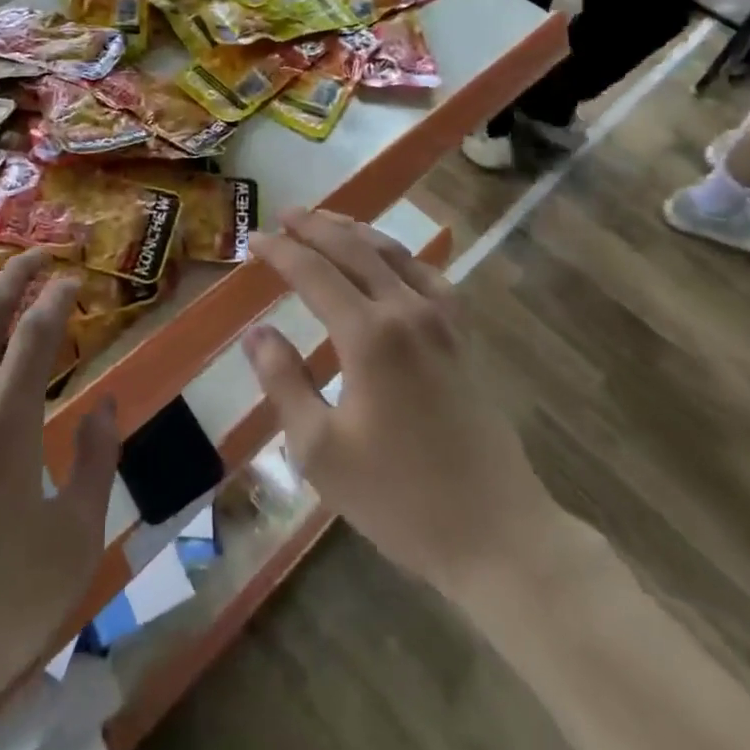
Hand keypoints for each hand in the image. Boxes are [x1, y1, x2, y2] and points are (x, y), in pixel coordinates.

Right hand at [240, 211, 556, 595]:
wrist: (497, 534)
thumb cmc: (399, 498)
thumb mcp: (321, 451)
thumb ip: (284, 382)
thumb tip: (256, 331)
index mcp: (368, 335)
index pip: (313, 272)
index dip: (280, 251)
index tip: (253, 238)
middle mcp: (406, 311)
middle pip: (353, 249)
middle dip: (315, 227)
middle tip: (284, 214)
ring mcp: (442, 321)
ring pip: (393, 254)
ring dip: (355, 232)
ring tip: (327, 221)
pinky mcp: (463, 337)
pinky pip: (429, 276)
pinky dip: (400, 255)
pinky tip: (391, 259)